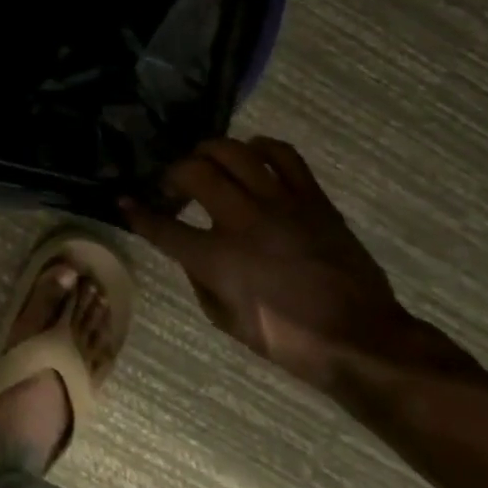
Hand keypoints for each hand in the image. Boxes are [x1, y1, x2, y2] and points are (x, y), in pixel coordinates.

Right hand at [121, 137, 416, 390]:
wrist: (361, 340)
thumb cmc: (289, 340)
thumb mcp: (227, 320)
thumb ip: (200, 278)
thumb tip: (189, 250)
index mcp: (218, 259)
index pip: (163, 227)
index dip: (138, 213)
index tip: (125, 202)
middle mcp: (243, 221)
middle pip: (194, 173)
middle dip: (172, 174)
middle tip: (173, 187)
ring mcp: (280, 203)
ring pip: (233, 152)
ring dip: (209, 153)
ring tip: (205, 163)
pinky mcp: (311, 197)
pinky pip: (283, 154)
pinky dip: (260, 148)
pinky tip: (251, 155)